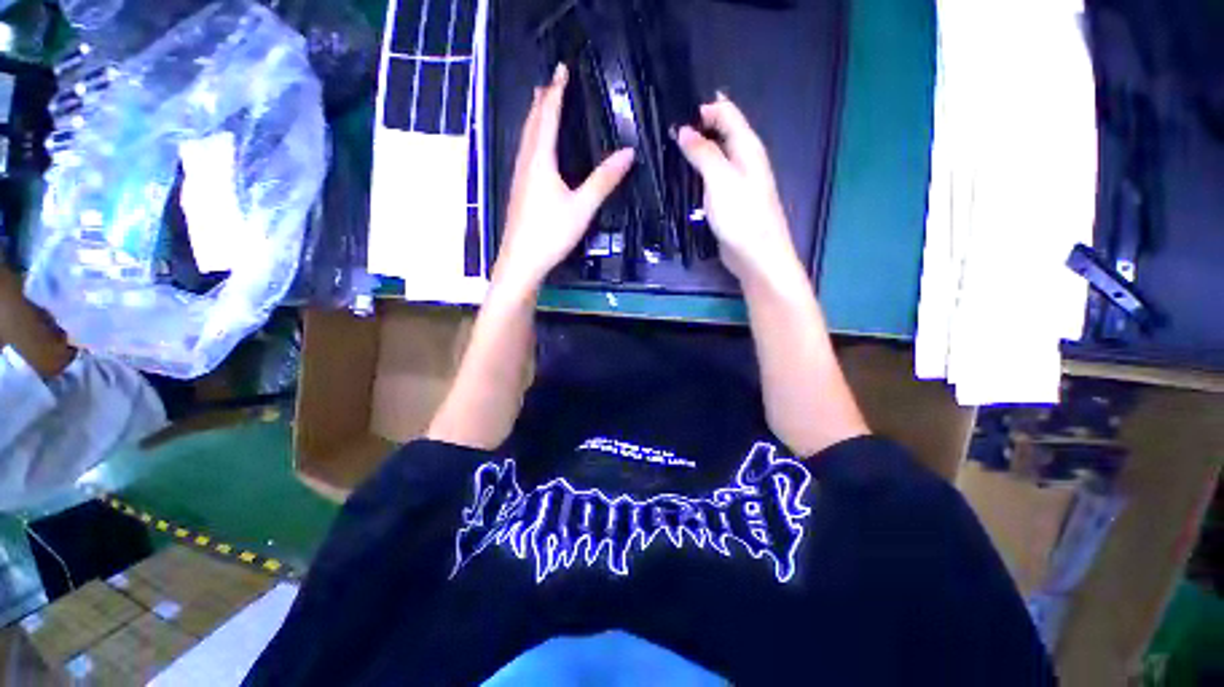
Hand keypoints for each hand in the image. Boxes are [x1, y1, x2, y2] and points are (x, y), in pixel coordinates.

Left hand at [493, 63, 635, 293]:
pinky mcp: (518, 192)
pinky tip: (534, 149)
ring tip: (540, 105)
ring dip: (534, 118)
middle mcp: (526, 163)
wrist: (521, 261)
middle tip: (550, 82)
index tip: (562, 69)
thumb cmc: (551, 233)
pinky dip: (531, 139)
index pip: (549, 117)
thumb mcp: (582, 207)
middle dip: (542, 100)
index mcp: (541, 160)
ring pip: (525, 138)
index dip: (557, 92)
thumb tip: (628, 153)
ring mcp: (519, 178)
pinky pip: (525, 154)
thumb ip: (604, 180)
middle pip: (532, 124)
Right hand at [676, 94, 803, 287]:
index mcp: (747, 146)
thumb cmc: (742, 215)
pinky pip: (710, 180)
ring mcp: (735, 182)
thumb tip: (685, 129)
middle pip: (720, 133)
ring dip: (695, 152)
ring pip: (714, 158)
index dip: (703, 108)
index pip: (726, 113)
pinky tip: (681, 178)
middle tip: (665, 131)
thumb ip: (703, 152)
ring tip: (667, 151)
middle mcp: (743, 160)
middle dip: (697, 128)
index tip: (674, 111)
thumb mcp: (720, 179)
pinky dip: (696, 175)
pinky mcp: (727, 202)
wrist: (756, 255)